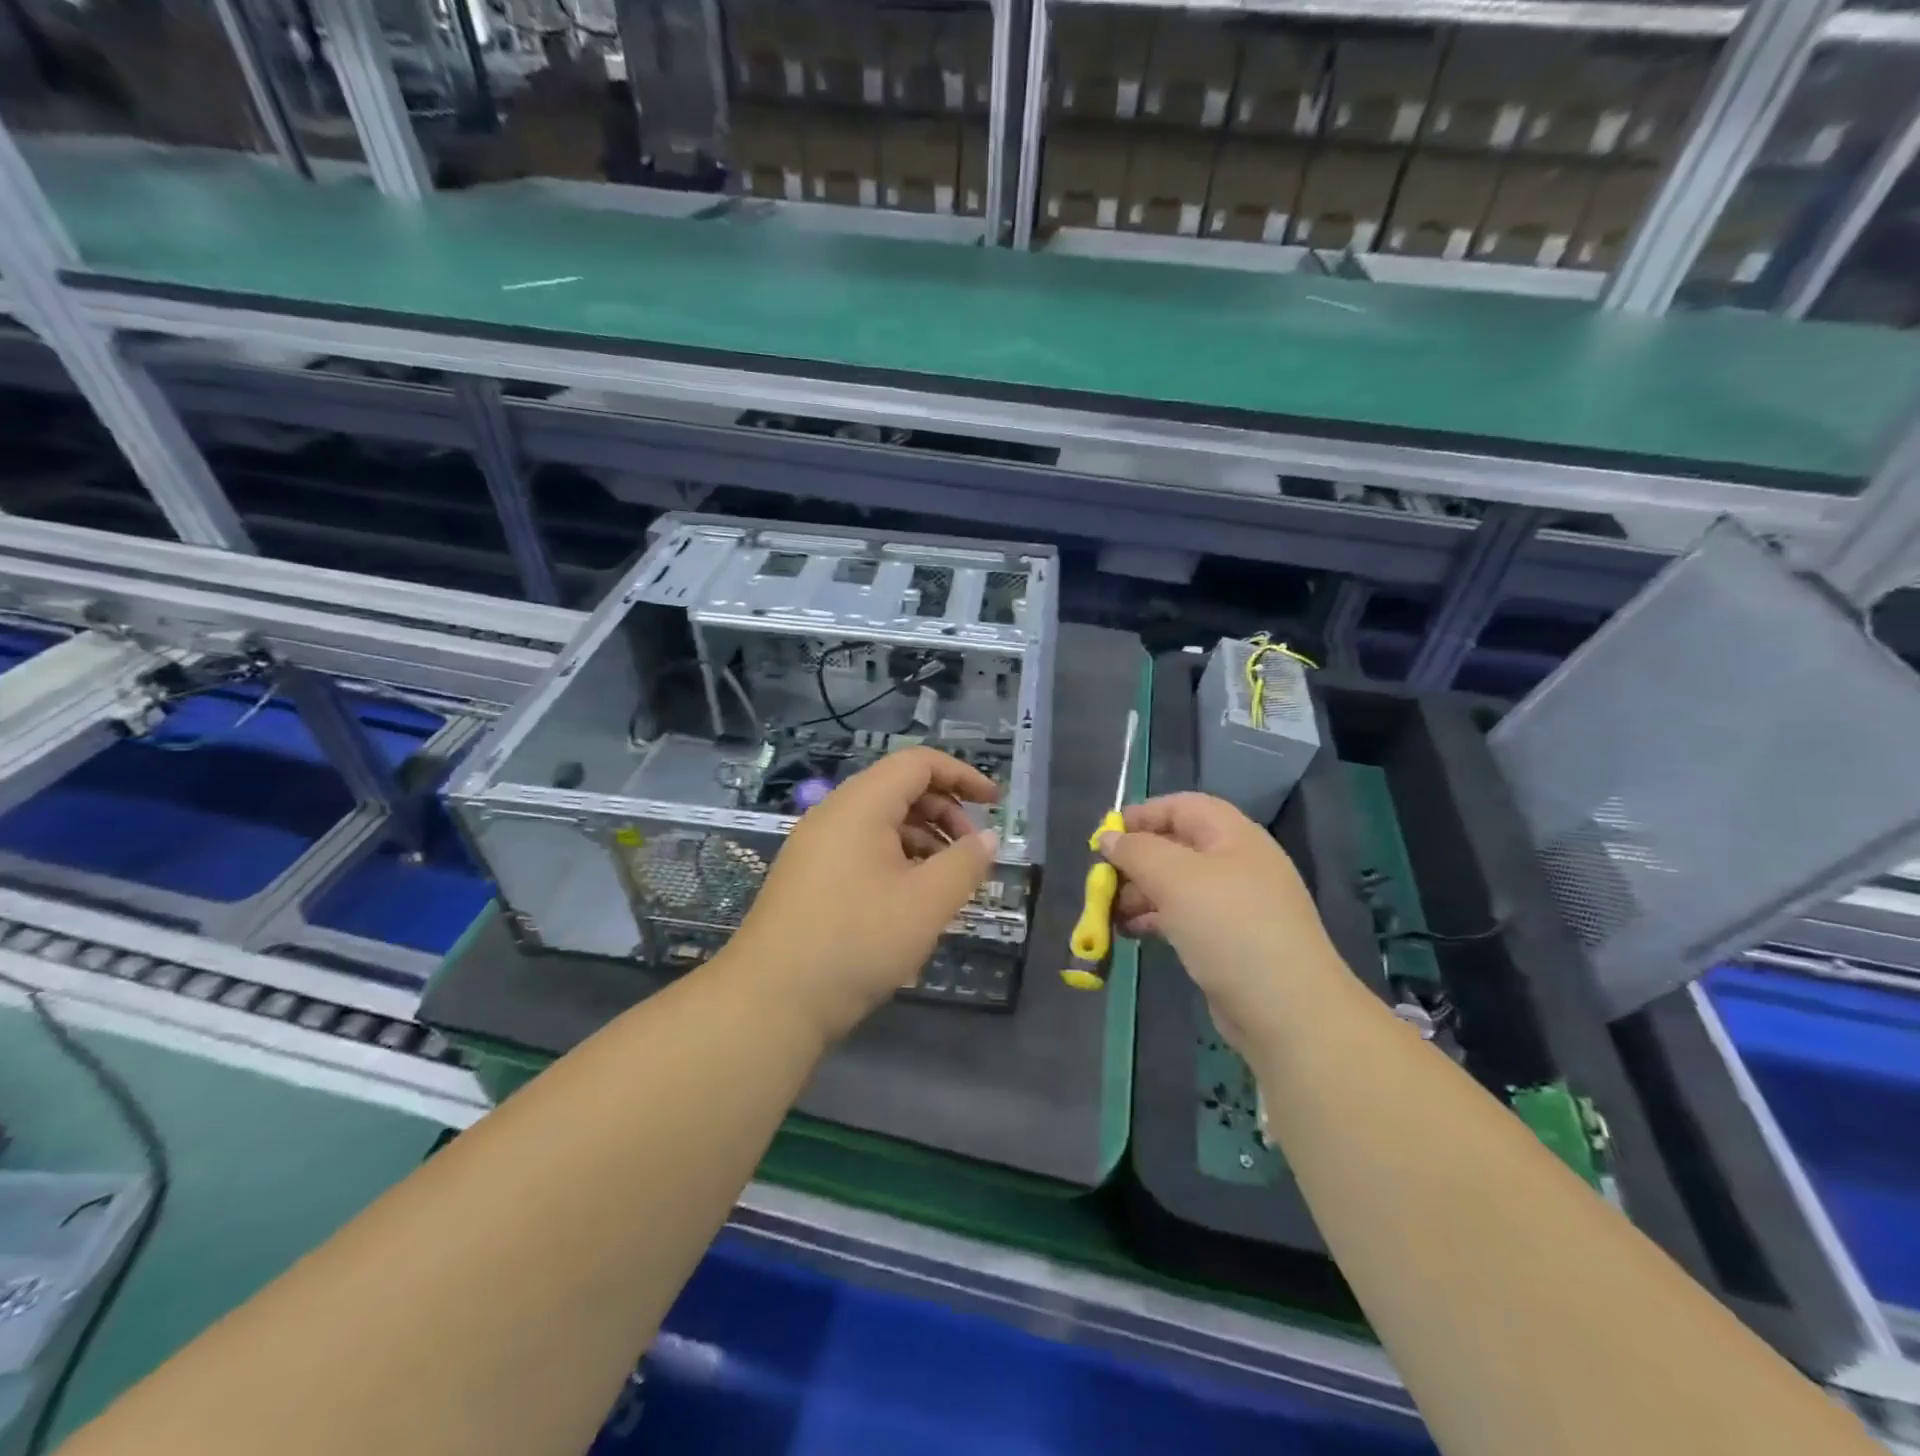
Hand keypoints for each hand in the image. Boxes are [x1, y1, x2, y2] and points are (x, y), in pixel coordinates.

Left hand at [729, 747, 999, 1040]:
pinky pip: (861, 848)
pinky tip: (910, 899)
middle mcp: (834, 813)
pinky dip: (895, 859)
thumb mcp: (927, 903)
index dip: (962, 775)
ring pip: (880, 822)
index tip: (994, 803)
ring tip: (946, 880)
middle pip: (899, 789)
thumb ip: (965, 864)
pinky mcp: (808, 876)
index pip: (918, 763)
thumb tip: (987, 838)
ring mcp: (815, 845)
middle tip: (972, 851)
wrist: (771, 1000)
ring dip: (922, 839)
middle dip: (944, 811)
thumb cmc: (857, 941)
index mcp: (861, 804)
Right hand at [1100, 793, 1350, 1051]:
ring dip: (1140, 892)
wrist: (1287, 1010)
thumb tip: (1108, 838)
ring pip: (1177, 885)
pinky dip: (1154, 919)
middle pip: (1176, 846)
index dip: (1142, 815)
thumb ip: (1136, 851)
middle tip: (1101, 880)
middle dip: (1135, 859)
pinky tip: (1129, 932)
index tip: (1104, 836)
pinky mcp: (1229, 942)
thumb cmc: (1230, 928)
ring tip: (1108, 912)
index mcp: (1233, 836)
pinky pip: (1184, 917)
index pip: (1182, 807)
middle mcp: (1237, 864)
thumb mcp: (1175, 878)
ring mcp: (1235, 905)